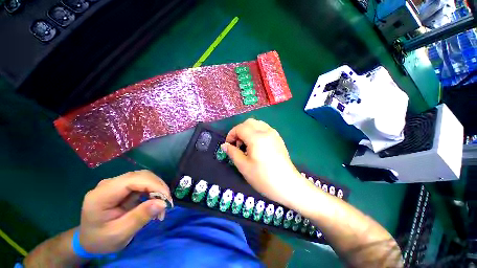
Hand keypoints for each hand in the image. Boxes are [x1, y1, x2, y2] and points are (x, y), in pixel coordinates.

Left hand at [78, 170, 172, 253]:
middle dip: (158, 187)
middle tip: (166, 203)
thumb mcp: (119, 234)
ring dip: (157, 188)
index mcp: (101, 195)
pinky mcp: (123, 186)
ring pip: (144, 177)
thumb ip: (139, 218)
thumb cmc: (100, 240)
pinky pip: (143, 182)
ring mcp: (116, 183)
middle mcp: (109, 184)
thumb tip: (162, 203)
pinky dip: (153, 190)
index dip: (153, 185)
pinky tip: (155, 201)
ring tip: (161, 203)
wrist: (89, 239)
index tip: (166, 199)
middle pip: (141, 176)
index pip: (133, 180)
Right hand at [222, 118, 304, 207]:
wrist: (288, 185)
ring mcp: (274, 134)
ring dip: (248, 130)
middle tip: (238, 144)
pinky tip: (256, 145)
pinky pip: (264, 128)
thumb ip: (233, 152)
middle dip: (239, 131)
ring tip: (247, 145)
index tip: (229, 145)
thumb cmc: (263, 177)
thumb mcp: (243, 166)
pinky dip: (256, 132)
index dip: (231, 134)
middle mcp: (266, 131)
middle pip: (249, 122)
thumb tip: (225, 145)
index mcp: (257, 137)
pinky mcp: (278, 138)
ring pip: (257, 124)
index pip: (240, 128)